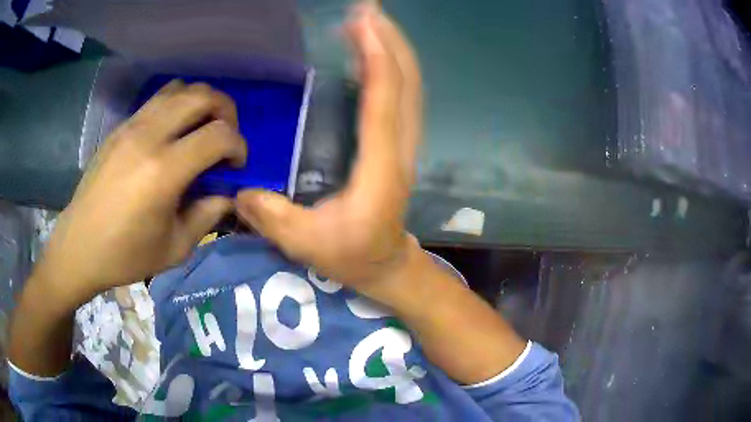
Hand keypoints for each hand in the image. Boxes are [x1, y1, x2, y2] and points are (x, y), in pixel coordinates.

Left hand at [38, 81, 246, 305]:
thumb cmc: (125, 255)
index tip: (236, 165)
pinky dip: (176, 107)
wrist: (79, 247)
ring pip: (179, 88)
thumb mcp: (175, 248)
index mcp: (164, 172)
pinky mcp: (120, 128)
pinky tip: (171, 134)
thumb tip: (228, 195)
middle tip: (224, 137)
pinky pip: (157, 100)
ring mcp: (131, 127)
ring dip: (200, 103)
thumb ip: (207, 216)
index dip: (238, 145)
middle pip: (202, 95)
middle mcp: (149, 137)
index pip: (218, 134)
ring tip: (199, 129)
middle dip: (225, 111)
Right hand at [236, 4, 421, 300]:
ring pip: (409, 88)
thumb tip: (239, 190)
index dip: (377, 56)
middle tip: (368, 9)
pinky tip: (372, 54)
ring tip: (370, 22)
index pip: (384, 100)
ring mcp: (405, 145)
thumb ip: (272, 217)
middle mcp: (400, 149)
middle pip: (406, 83)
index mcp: (380, 168)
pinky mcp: (400, 145)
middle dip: (390, 41)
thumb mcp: (305, 244)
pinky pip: (401, 97)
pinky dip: (390, 69)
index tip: (363, 21)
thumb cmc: (351, 257)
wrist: (387, 265)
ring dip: (393, 50)